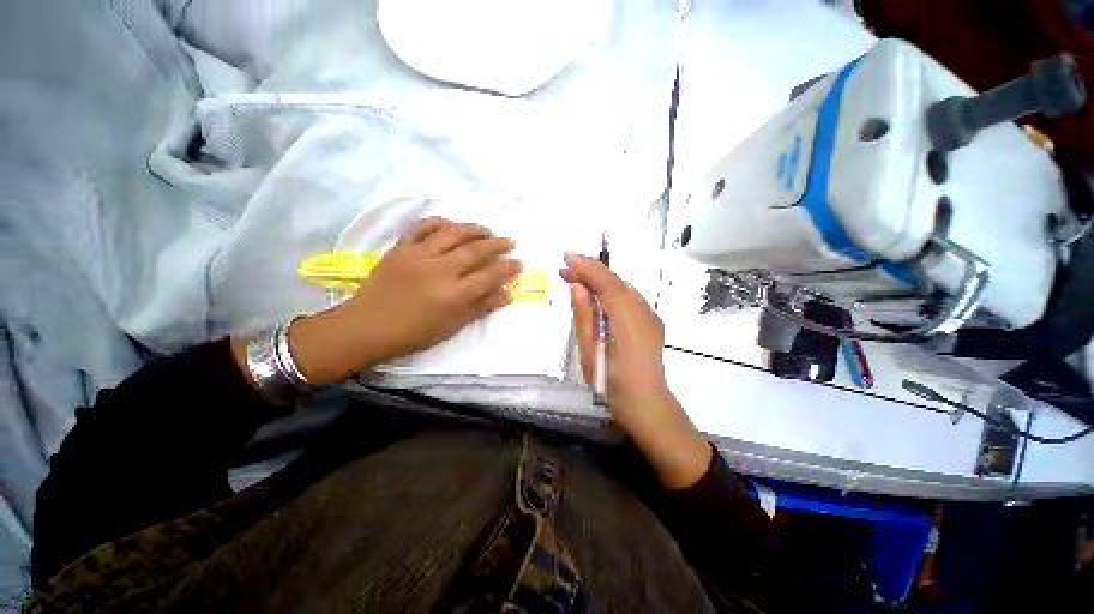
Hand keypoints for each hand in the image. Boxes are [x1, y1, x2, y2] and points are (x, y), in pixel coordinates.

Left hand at [284, 218, 521, 384]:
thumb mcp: (453, 326)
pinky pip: (423, 228)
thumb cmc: (414, 333)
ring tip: (487, 230)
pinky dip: (440, 222)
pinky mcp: (401, 248)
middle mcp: (440, 270)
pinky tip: (451, 225)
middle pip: (476, 250)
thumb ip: (481, 307)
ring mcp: (419, 256)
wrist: (367, 327)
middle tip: (510, 241)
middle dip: (497, 244)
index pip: (490, 276)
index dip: (508, 268)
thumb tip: (508, 294)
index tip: (519, 263)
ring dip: (474, 229)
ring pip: (453, 233)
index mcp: (454, 295)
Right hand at [560, 254, 668, 416]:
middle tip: (566, 269)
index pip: (607, 284)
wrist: (647, 404)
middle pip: (616, 281)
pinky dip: (611, 290)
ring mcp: (651, 316)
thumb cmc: (612, 384)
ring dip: (600, 280)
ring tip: (577, 279)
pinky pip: (629, 297)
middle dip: (590, 271)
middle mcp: (643, 312)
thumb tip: (578, 287)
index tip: (567, 258)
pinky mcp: (652, 321)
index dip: (587, 267)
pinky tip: (598, 295)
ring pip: (623, 287)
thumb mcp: (590, 352)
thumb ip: (585, 317)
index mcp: (627, 321)